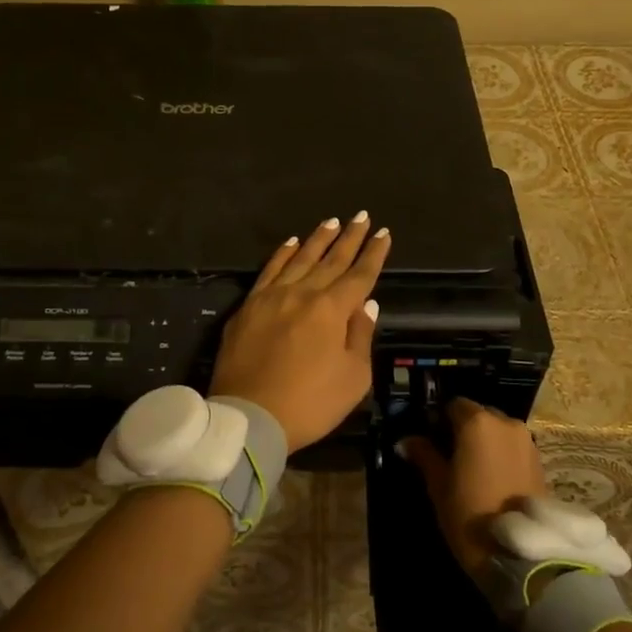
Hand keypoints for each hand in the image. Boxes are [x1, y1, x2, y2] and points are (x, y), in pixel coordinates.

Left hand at [210, 213, 390, 450]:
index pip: (359, 275)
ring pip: (300, 258)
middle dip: (350, 237)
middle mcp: (303, 293)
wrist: (248, 416)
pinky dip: (282, 254)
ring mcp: (272, 296)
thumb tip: (367, 303)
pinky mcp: (249, 306)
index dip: (373, 254)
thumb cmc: (309, 403)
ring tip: (332, 222)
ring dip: (318, 239)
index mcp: (332, 309)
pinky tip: (291, 242)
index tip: (383, 233)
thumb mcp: (352, 378)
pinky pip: (269, 270)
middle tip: (362, 216)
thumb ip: (360, 336)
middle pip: (331, 259)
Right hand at [401, 398, 547, 583]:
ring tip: (471, 469)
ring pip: (497, 430)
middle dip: (463, 429)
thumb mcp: (438, 484)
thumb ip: (423, 455)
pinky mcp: (540, 461)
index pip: (452, 405)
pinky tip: (491, 479)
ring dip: (484, 442)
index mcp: (476, 422)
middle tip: (449, 455)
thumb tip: (404, 441)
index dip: (439, 419)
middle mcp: (505, 422)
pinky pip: (513, 447)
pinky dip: (501, 454)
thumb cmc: (469, 514)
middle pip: (478, 414)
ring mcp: (526, 441)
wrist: (519, 554)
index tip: (430, 440)